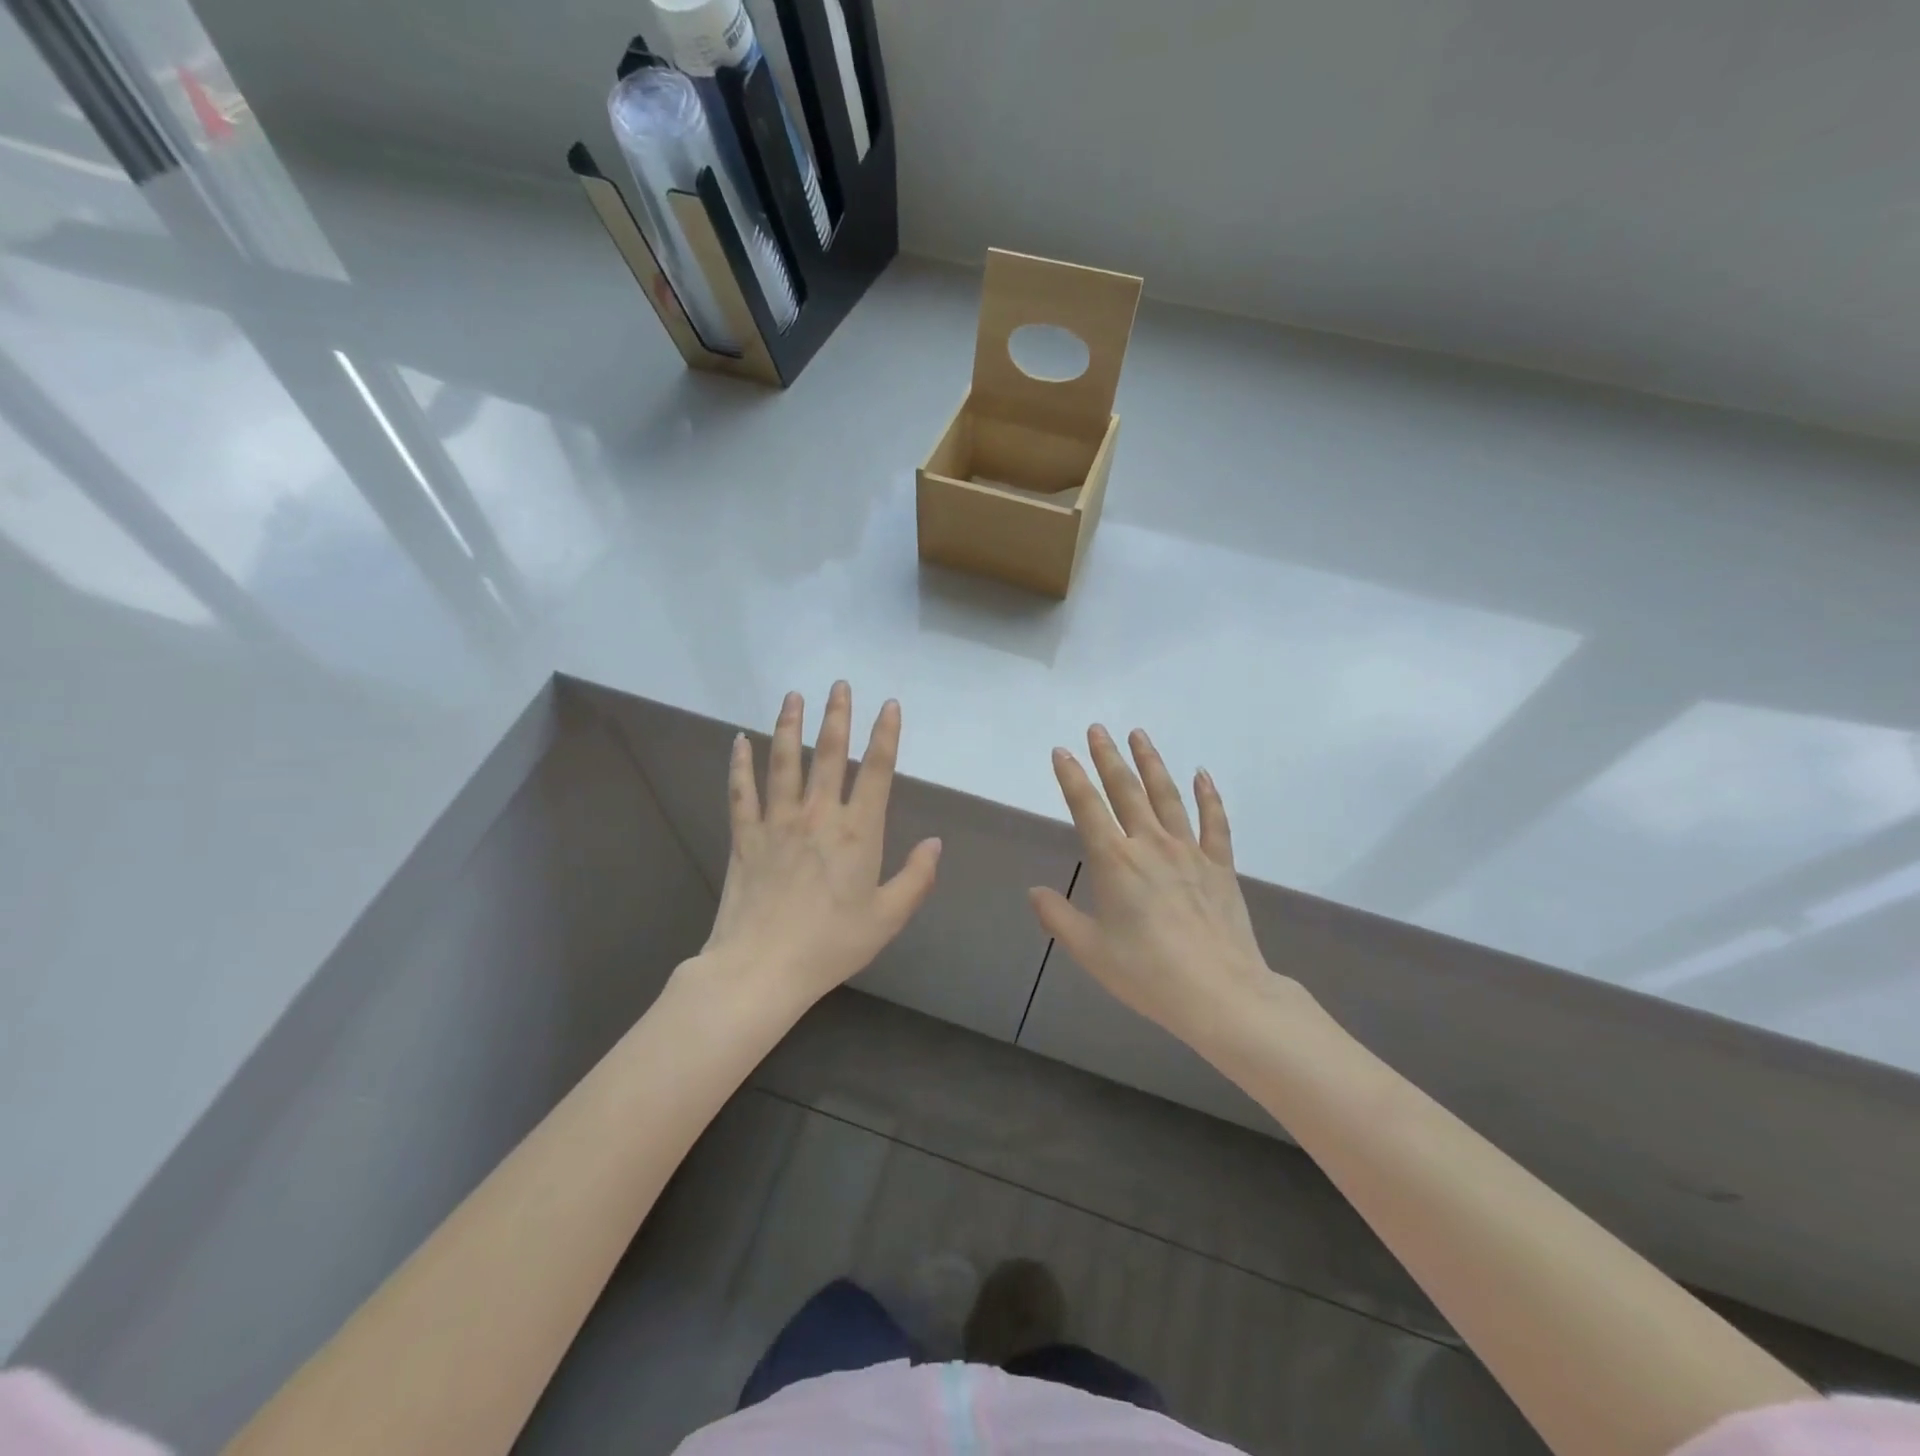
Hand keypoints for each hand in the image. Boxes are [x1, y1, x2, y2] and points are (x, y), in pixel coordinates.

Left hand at [699, 682, 940, 1010]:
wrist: (762, 967)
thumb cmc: (831, 945)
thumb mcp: (887, 917)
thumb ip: (916, 877)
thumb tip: (935, 843)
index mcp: (857, 831)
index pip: (875, 770)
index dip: (885, 734)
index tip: (888, 705)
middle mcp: (818, 815)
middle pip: (829, 753)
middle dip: (837, 716)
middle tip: (839, 685)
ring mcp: (777, 821)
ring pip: (784, 761)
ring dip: (790, 726)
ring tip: (794, 696)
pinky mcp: (745, 836)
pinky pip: (742, 791)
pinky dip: (740, 764)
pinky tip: (739, 740)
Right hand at [1031, 725, 1284, 1053]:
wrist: (1220, 993)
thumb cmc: (1147, 974)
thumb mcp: (1090, 951)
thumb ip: (1058, 917)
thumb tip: (1035, 891)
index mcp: (1114, 862)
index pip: (1087, 808)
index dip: (1072, 778)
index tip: (1061, 752)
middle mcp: (1150, 845)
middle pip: (1126, 790)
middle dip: (1108, 757)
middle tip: (1097, 729)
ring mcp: (1189, 851)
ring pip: (1167, 795)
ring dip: (1151, 763)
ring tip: (1139, 735)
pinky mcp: (1220, 865)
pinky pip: (1214, 822)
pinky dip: (1208, 795)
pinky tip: (1202, 774)